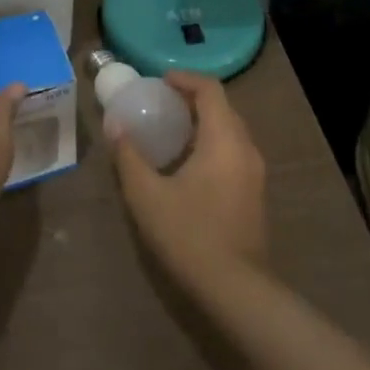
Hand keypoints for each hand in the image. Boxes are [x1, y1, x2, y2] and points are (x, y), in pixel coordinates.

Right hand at [113, 71, 267, 290]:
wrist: (237, 290)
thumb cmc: (190, 235)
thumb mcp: (147, 195)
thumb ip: (128, 156)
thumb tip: (114, 124)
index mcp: (224, 138)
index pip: (210, 89)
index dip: (184, 79)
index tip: (158, 82)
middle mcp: (245, 147)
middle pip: (221, 108)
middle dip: (191, 100)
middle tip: (159, 105)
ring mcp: (254, 172)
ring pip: (229, 131)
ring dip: (202, 123)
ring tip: (169, 132)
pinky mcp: (255, 194)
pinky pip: (233, 152)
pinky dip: (211, 144)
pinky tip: (187, 165)